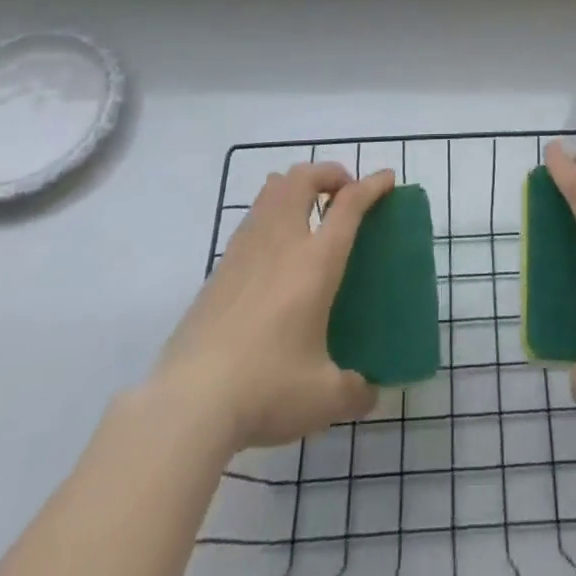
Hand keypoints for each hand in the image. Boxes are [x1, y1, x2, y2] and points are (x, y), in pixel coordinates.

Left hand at [153, 162, 394, 452]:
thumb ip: (353, 390)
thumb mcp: (322, 398)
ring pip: (272, 190)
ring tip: (309, 211)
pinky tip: (275, 250)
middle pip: (303, 178)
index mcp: (315, 262)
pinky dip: (272, 213)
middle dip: (329, 174)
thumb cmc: (266, 388)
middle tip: (343, 194)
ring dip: (296, 186)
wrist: (188, 401)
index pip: (349, 204)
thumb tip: (369, 394)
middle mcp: (281, 242)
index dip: (372, 185)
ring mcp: (245, 250)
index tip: (387, 179)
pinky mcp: (220, 268)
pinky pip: (252, 218)